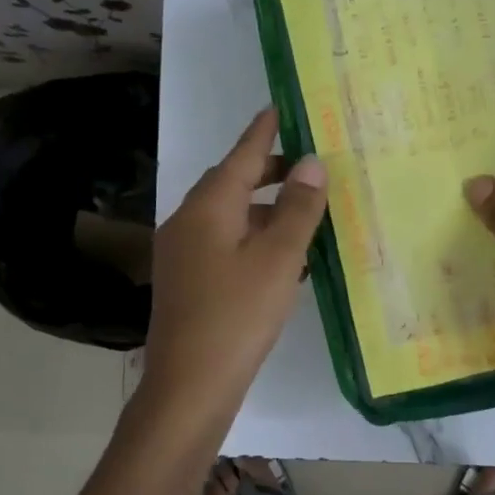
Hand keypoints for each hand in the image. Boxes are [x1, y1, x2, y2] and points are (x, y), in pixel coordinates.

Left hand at [141, 107, 326, 423]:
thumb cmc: (237, 315)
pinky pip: (225, 245)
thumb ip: (297, 208)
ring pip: (230, 217)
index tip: (279, 107)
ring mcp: (183, 254)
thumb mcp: (278, 258)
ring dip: (265, 211)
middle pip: (231, 184)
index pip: (240, 156)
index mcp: (207, 208)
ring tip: (306, 214)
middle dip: (268, 173)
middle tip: (307, 169)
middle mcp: (188, 223)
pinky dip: (254, 240)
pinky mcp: (188, 282)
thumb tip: (311, 163)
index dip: (263, 132)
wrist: (189, 386)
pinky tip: (285, 259)